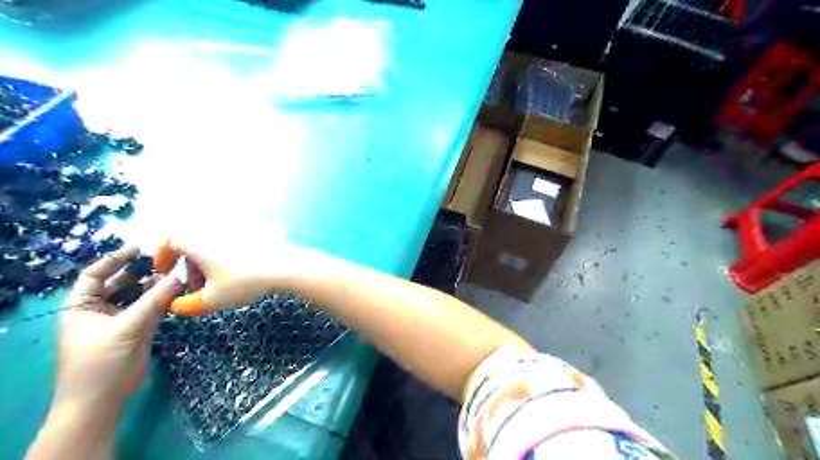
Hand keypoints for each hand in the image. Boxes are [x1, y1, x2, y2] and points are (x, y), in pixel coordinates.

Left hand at [55, 248, 178, 408]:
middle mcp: (100, 310)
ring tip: (177, 274)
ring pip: (139, 295)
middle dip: (141, 272)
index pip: (94, 275)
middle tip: (167, 261)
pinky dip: (163, 299)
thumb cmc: (102, 362)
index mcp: (82, 307)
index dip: (114, 259)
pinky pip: (151, 308)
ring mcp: (120, 320)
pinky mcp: (138, 329)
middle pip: (120, 283)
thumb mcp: (127, 328)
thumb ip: (153, 301)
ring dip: (156, 285)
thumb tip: (178, 277)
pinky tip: (178, 291)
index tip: (140, 249)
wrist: (103, 400)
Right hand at [153, 226, 300, 315]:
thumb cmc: (243, 281)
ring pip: (211, 247)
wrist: (284, 267)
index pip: (168, 240)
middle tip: (196, 289)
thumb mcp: (211, 300)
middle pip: (191, 245)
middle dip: (189, 268)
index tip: (165, 273)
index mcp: (196, 240)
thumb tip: (175, 305)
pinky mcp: (252, 236)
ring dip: (208, 266)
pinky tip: (237, 279)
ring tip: (218, 288)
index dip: (162, 256)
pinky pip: (229, 246)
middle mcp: (213, 231)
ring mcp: (234, 232)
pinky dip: (226, 261)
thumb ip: (186, 305)